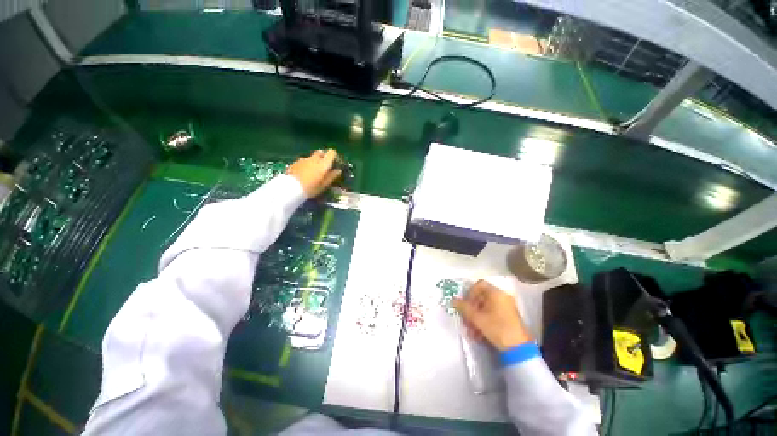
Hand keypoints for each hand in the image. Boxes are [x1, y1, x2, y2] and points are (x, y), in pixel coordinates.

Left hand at [287, 149, 342, 197]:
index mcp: (323, 164)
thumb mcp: (324, 185)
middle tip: (324, 166)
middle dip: (323, 157)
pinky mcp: (295, 162)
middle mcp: (314, 159)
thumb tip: (339, 170)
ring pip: (311, 157)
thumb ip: (332, 176)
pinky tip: (304, 174)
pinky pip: (304, 162)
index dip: (334, 156)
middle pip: (320, 153)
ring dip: (314, 162)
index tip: (334, 162)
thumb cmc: (311, 188)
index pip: (331, 153)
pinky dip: (306, 165)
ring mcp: (303, 160)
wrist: (290, 188)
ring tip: (313, 173)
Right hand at [453, 280, 531, 350]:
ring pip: (486, 307)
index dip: (470, 293)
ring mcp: (507, 306)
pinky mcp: (509, 317)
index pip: (479, 285)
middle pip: (481, 297)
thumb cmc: (497, 328)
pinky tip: (479, 334)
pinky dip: (484, 321)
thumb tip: (453, 300)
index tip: (465, 305)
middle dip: (472, 309)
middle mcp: (503, 296)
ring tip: (472, 331)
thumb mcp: (477, 318)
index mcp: (496, 293)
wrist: (519, 349)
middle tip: (466, 320)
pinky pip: (493, 314)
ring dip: (476, 318)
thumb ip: (464, 307)